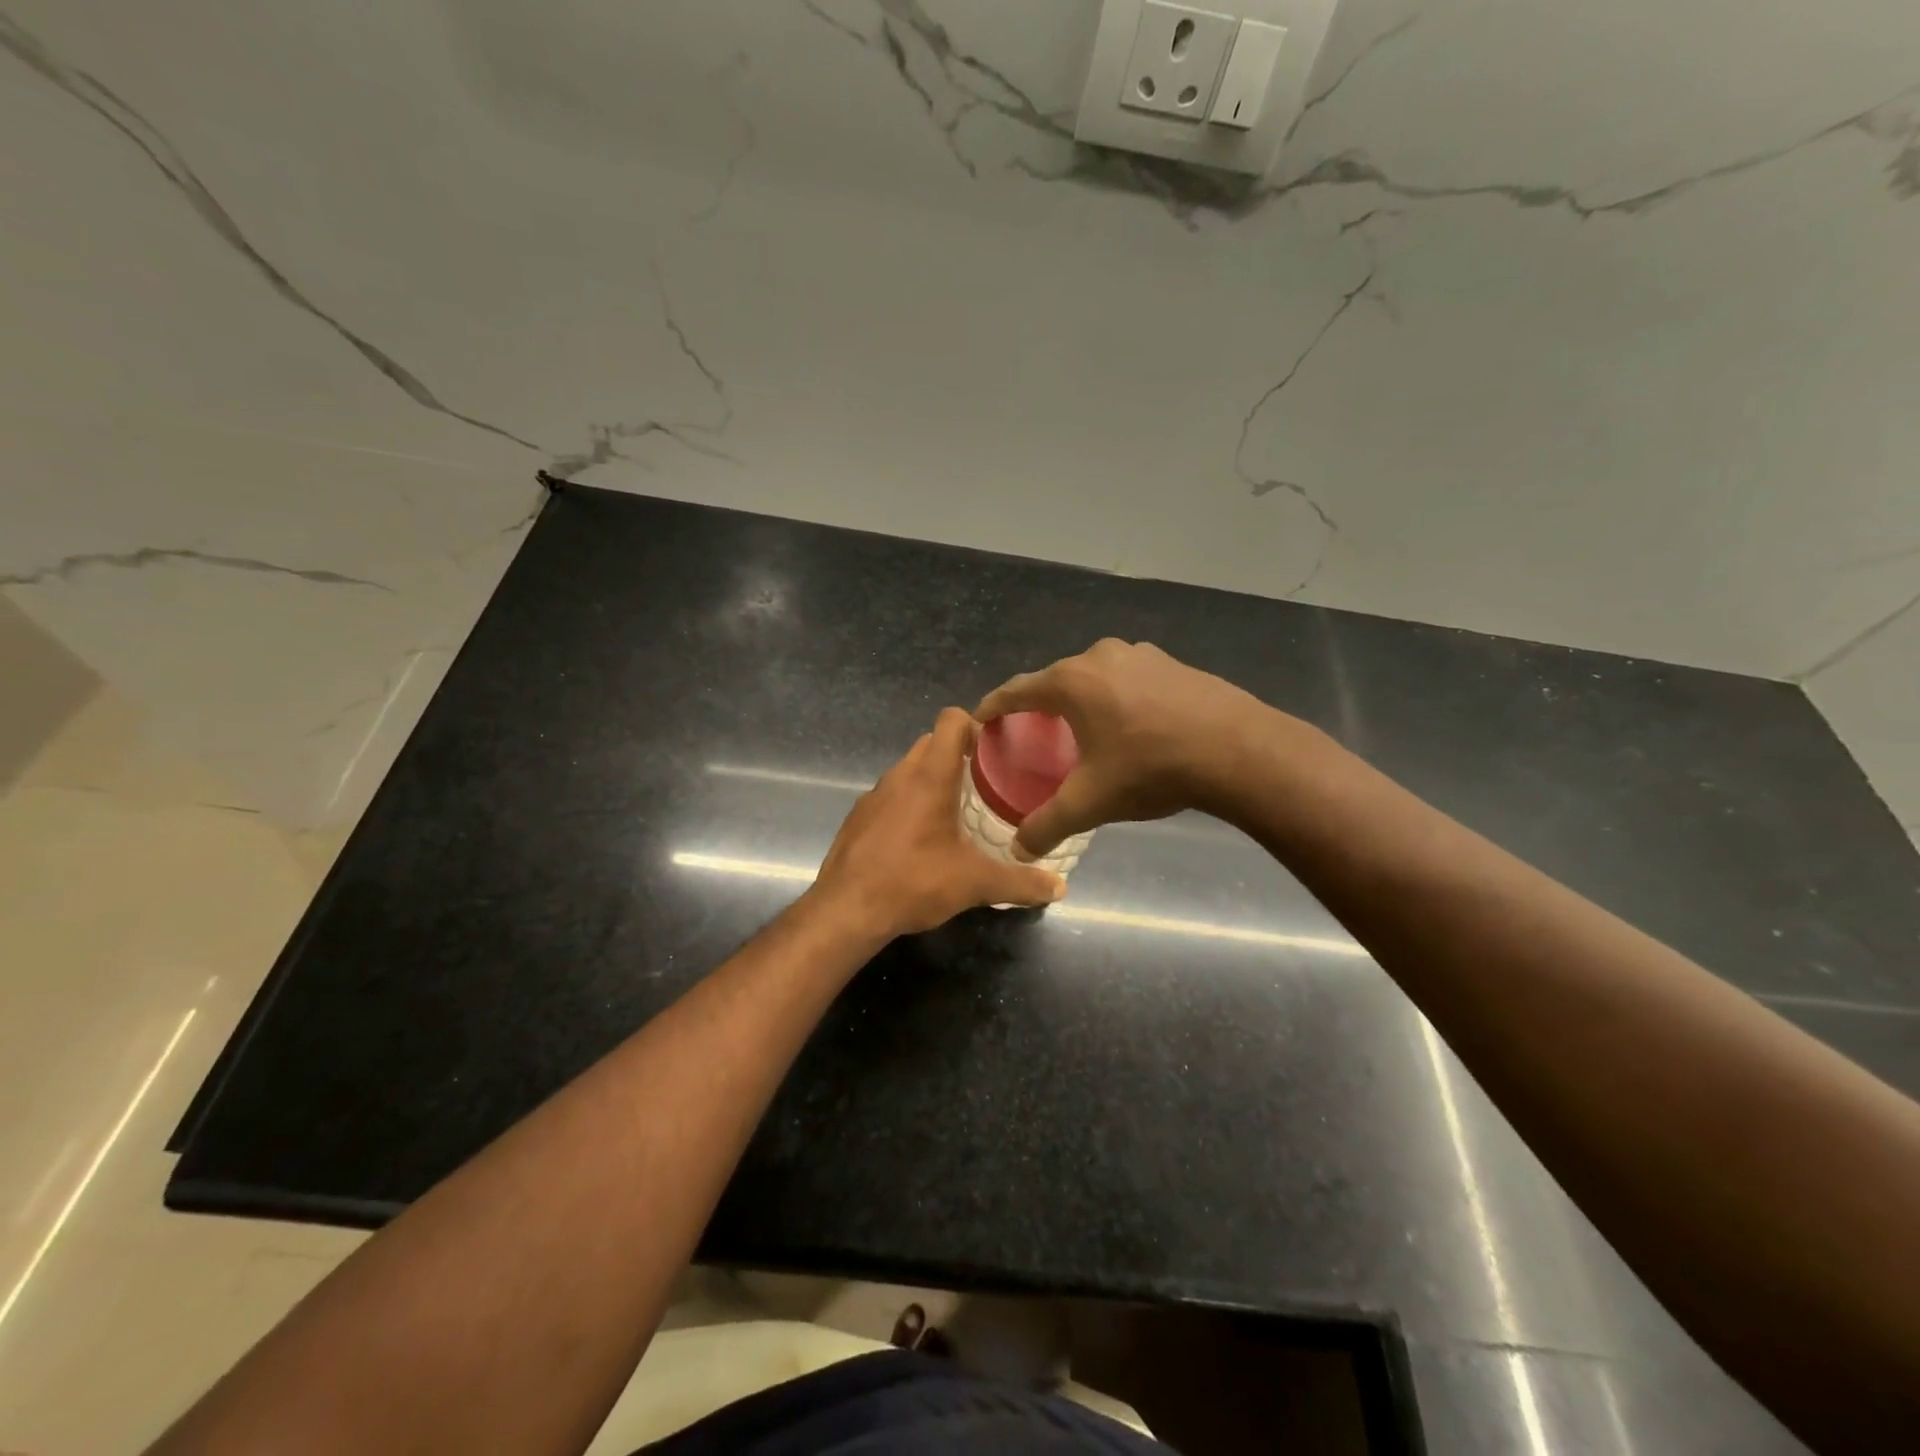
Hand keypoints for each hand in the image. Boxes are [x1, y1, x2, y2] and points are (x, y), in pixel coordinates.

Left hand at [810, 707, 1065, 938]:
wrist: (846, 910)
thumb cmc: (914, 882)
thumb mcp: (975, 884)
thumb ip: (1020, 883)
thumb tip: (1060, 887)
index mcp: (930, 776)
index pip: (950, 720)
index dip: (975, 724)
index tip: (995, 748)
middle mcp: (900, 775)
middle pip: (931, 742)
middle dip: (958, 753)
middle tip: (987, 782)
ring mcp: (874, 795)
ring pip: (909, 769)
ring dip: (933, 779)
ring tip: (959, 810)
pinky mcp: (859, 817)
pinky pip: (891, 795)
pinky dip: (910, 803)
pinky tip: (922, 837)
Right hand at [976, 639, 1280, 856]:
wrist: (1237, 750)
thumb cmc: (1150, 768)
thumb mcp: (1091, 802)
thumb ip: (1048, 825)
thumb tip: (1018, 850)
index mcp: (1071, 682)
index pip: (1017, 690)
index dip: (994, 706)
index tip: (980, 718)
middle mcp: (1100, 657)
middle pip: (1056, 680)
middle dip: (1040, 704)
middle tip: (1031, 731)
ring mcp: (1140, 655)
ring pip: (1095, 676)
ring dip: (1082, 699)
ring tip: (1081, 728)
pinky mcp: (1172, 663)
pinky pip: (1128, 678)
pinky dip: (1116, 697)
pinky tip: (1130, 723)